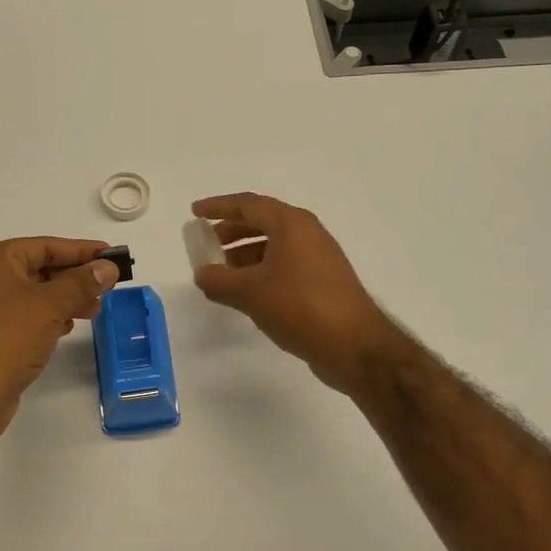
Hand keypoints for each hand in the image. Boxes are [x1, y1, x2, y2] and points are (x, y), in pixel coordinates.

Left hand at [0, 238, 118, 426]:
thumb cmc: (7, 339)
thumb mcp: (50, 305)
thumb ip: (82, 282)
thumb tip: (108, 267)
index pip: (47, 246)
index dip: (82, 250)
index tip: (112, 255)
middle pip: (41, 268)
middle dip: (76, 277)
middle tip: (109, 286)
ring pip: (36, 294)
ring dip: (67, 299)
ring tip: (95, 309)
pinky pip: (28, 316)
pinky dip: (50, 317)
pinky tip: (68, 327)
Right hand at [191, 193, 403, 393]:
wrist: (355, 346)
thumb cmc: (301, 307)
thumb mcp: (251, 293)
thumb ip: (219, 280)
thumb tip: (202, 274)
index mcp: (291, 224)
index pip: (248, 205)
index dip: (218, 206)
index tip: (195, 212)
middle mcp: (307, 234)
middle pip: (262, 222)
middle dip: (232, 231)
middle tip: (207, 243)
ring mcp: (318, 258)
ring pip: (274, 246)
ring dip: (245, 255)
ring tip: (221, 273)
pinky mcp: (323, 282)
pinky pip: (284, 266)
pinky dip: (261, 271)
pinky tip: (247, 293)